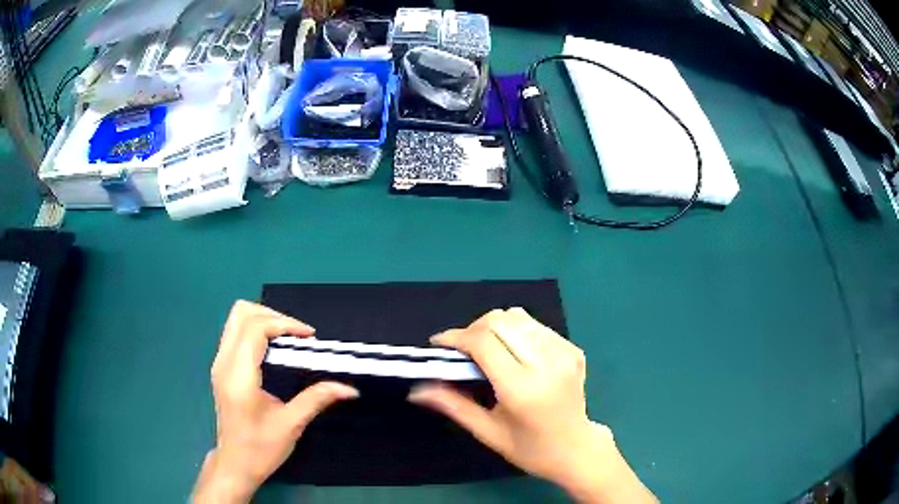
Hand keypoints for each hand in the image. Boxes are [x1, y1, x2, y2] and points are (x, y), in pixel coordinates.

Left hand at [192, 301, 357, 502]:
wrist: (235, 464)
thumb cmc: (261, 448)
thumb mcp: (291, 424)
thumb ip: (316, 399)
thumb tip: (349, 388)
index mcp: (239, 376)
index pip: (255, 329)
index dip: (284, 324)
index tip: (309, 337)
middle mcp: (224, 362)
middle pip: (241, 314)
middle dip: (273, 315)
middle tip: (298, 334)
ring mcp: (219, 363)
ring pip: (235, 320)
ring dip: (263, 319)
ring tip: (288, 338)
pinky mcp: (220, 367)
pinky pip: (235, 332)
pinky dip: (255, 330)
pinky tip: (274, 348)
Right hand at [408, 308, 655, 502]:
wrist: (576, 449)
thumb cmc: (529, 448)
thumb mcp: (487, 432)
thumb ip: (452, 405)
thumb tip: (416, 390)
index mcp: (523, 388)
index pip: (483, 342)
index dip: (456, 337)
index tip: (438, 344)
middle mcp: (547, 363)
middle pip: (500, 320)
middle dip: (472, 329)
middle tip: (461, 350)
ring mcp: (564, 352)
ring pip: (518, 316)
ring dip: (494, 327)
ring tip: (485, 350)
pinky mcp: (573, 349)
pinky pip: (535, 325)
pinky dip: (515, 331)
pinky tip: (512, 353)